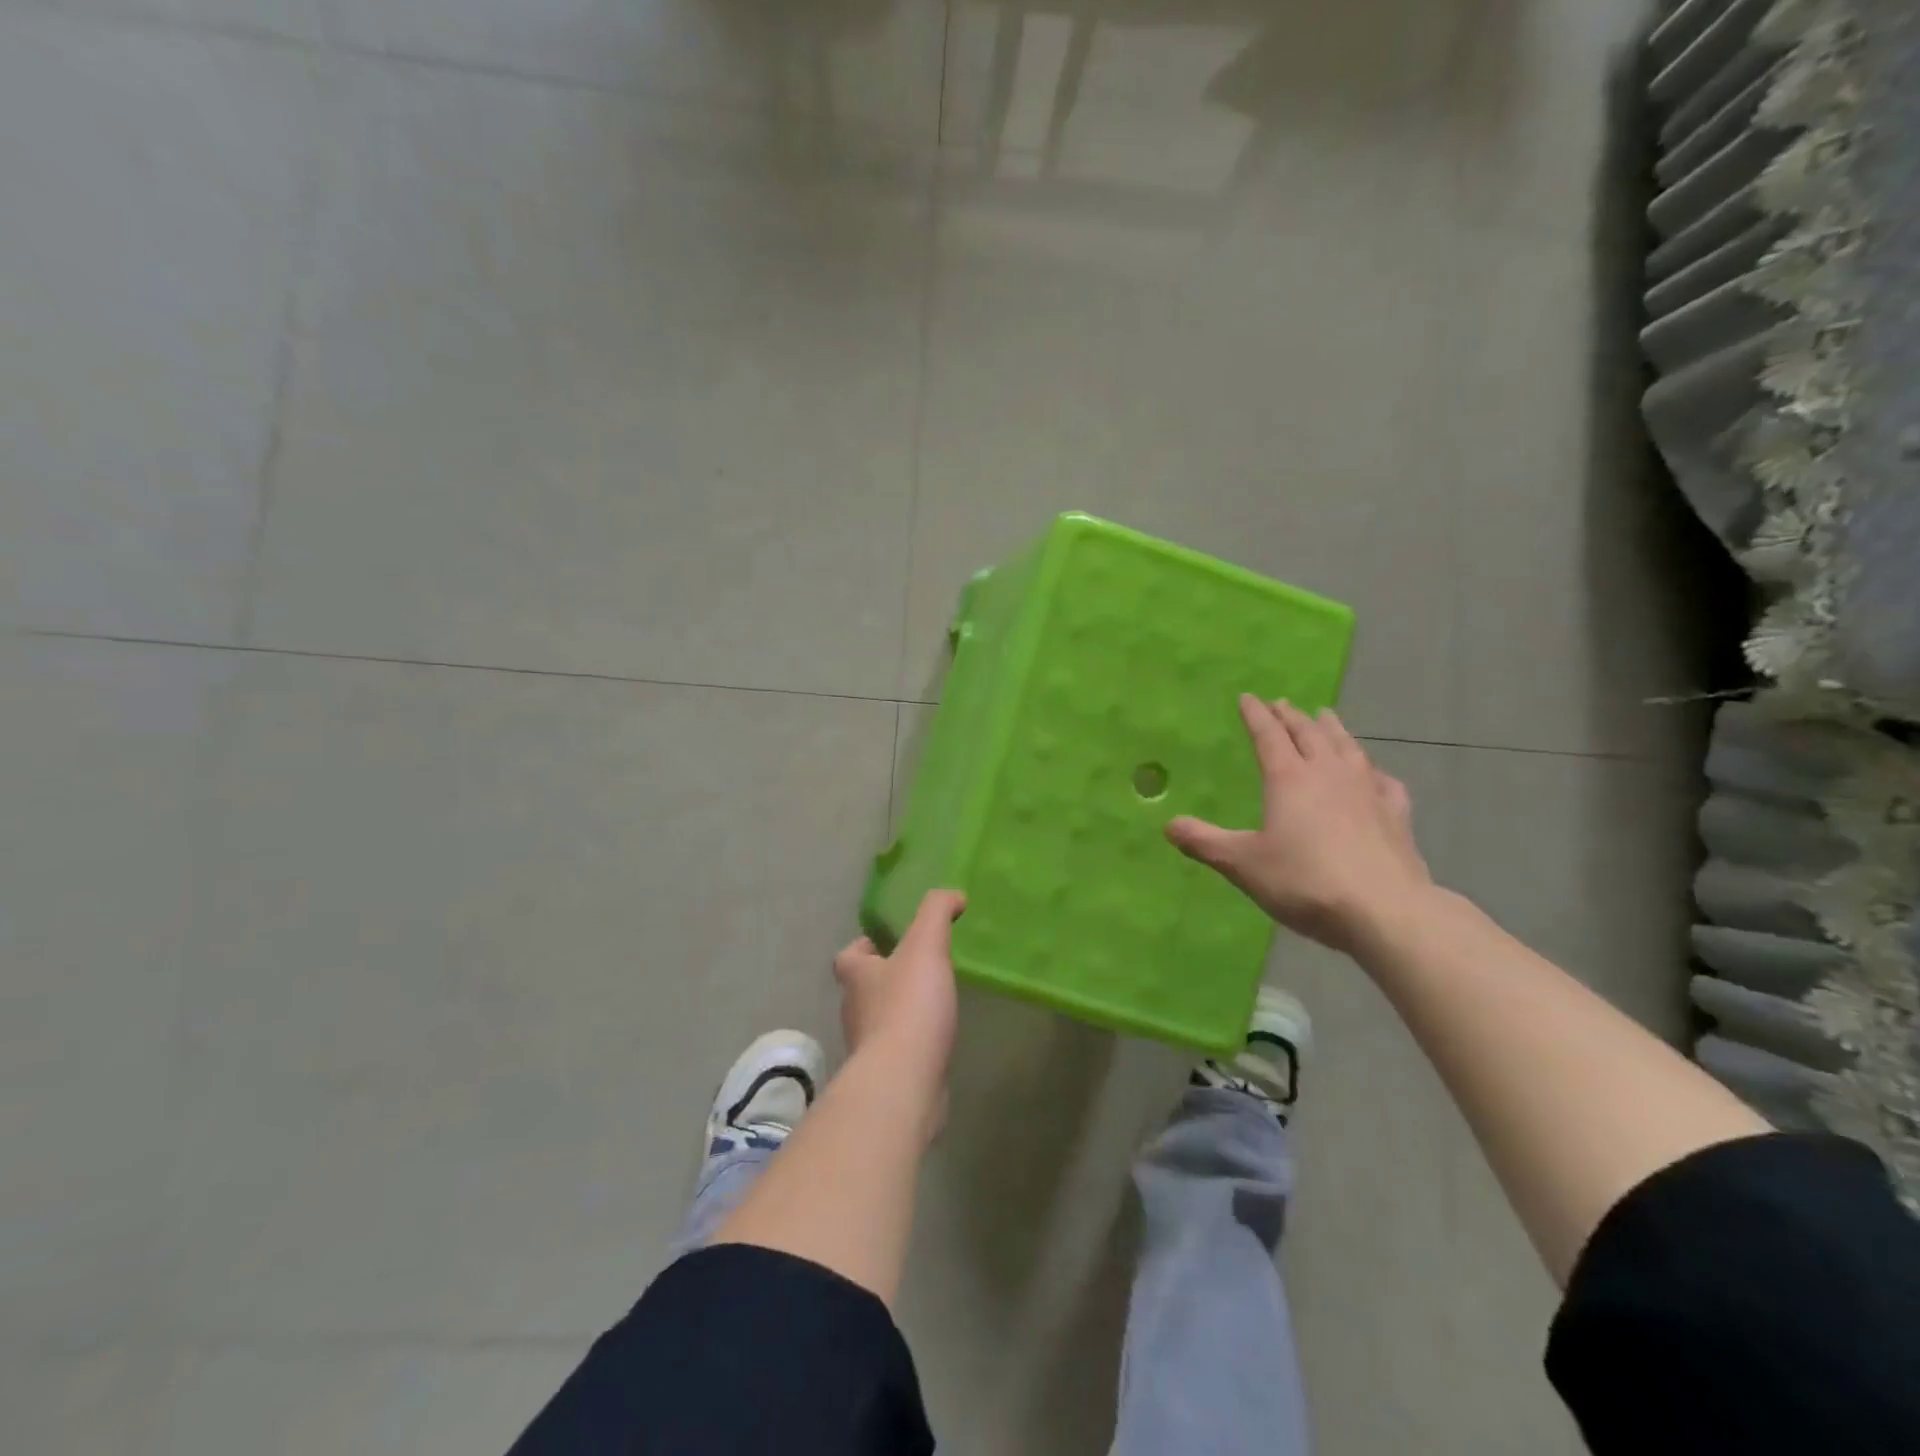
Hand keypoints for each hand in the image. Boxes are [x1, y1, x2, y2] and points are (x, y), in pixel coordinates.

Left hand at [833, 890, 965, 1069]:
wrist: (904, 1081)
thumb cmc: (908, 1006)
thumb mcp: (925, 945)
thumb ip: (936, 912)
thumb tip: (953, 895)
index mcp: (857, 977)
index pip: (847, 956)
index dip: (863, 947)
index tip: (885, 942)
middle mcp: (854, 1011)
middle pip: (862, 989)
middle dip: (884, 979)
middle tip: (917, 970)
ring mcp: (868, 1048)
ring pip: (879, 1022)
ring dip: (898, 1012)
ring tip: (932, 1004)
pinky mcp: (887, 1077)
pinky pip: (898, 1053)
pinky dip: (912, 1044)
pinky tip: (937, 1040)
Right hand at [1167, 696, 1430, 952]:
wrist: (1384, 910)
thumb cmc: (1305, 881)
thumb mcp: (1243, 864)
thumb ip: (1205, 842)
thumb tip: (1168, 825)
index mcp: (1288, 779)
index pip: (1268, 736)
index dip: (1256, 715)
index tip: (1248, 697)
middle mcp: (1328, 774)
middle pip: (1309, 733)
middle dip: (1292, 716)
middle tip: (1282, 703)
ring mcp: (1367, 791)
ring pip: (1348, 747)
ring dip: (1333, 729)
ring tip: (1325, 716)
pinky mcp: (1396, 815)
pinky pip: (1384, 781)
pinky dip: (1373, 769)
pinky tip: (1375, 773)